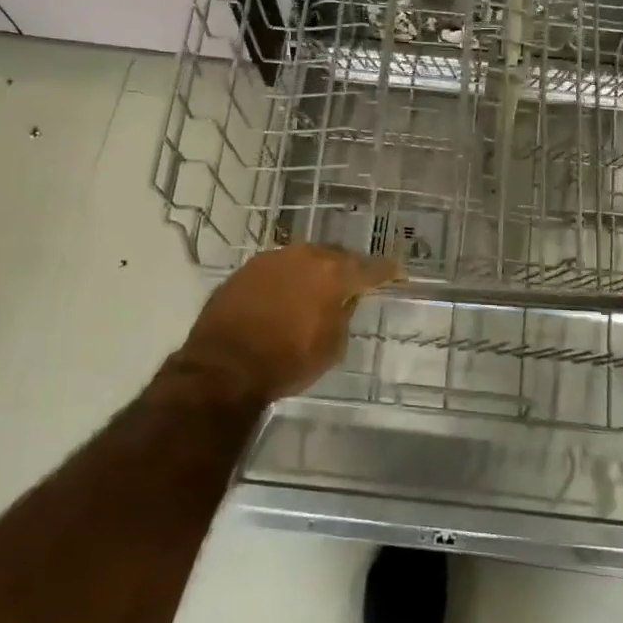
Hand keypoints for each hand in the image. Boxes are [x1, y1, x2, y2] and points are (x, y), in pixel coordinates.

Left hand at [180, 244, 400, 403]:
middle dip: (348, 267)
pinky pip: (279, 267)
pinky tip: (288, 292)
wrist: (223, 366)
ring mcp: (273, 258)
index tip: (398, 273)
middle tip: (356, 281)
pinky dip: (289, 277)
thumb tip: (343, 300)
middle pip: (336, 255)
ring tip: (319, 286)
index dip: (387, 271)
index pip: (370, 268)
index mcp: (333, 274)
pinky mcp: (247, 268)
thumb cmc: (287, 361)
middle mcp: (305, 256)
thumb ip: (343, 315)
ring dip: (316, 269)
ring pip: (305, 257)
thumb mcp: (331, 346)